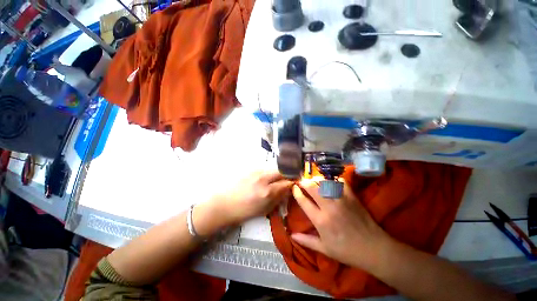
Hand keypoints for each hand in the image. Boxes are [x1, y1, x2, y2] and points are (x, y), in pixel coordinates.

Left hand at [214, 170, 292, 224]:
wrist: (223, 204)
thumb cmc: (243, 211)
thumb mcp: (264, 209)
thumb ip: (278, 198)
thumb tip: (288, 190)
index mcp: (267, 192)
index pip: (287, 183)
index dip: (294, 183)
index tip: (296, 184)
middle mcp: (263, 178)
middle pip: (282, 171)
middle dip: (289, 174)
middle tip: (289, 179)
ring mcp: (256, 171)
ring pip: (274, 168)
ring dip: (279, 173)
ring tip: (278, 179)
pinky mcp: (250, 168)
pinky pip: (265, 168)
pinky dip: (270, 172)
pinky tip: (267, 178)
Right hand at [290, 179, 391, 270]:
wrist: (373, 249)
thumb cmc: (346, 251)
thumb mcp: (324, 249)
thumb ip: (306, 241)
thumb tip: (291, 235)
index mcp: (320, 221)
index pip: (304, 201)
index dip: (296, 192)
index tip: (294, 188)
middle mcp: (329, 207)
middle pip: (313, 188)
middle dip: (304, 182)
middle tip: (302, 182)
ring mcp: (341, 200)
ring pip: (325, 183)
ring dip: (317, 180)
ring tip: (313, 180)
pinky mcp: (352, 197)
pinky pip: (341, 182)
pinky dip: (334, 180)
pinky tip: (331, 181)